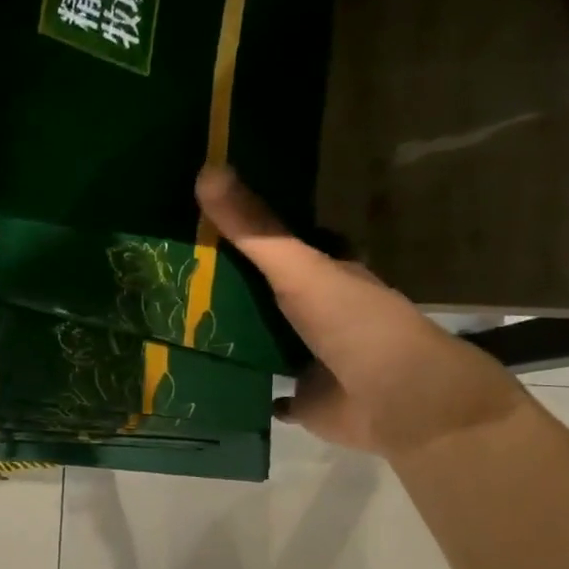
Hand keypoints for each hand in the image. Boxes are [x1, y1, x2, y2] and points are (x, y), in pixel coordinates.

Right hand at [196, 165, 527, 458]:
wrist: (394, 399)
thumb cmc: (354, 323)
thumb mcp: (299, 268)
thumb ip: (254, 229)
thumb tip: (205, 168)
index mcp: (327, 277)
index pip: (286, 249)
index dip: (249, 236)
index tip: (202, 224)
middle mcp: (319, 315)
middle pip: (268, 295)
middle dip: (231, 287)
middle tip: (174, 275)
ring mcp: (311, 359)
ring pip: (264, 342)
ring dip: (232, 337)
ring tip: (174, 323)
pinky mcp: (302, 400)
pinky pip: (265, 392)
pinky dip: (244, 387)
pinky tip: (207, 380)